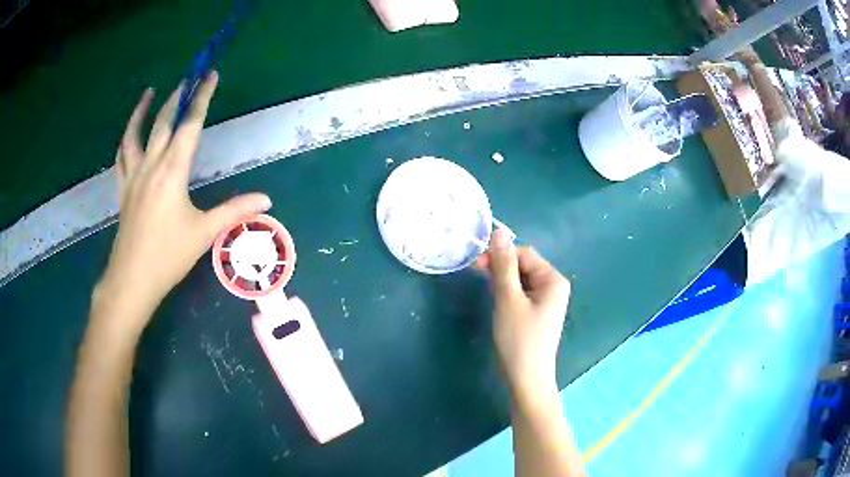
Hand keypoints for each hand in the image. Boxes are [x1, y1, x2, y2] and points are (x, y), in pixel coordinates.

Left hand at [97, 72, 270, 329]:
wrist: (133, 279)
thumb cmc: (168, 256)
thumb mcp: (204, 233)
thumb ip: (235, 210)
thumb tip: (267, 199)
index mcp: (173, 171)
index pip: (190, 125)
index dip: (202, 98)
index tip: (210, 75)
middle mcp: (151, 165)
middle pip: (163, 122)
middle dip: (178, 96)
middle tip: (189, 78)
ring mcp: (133, 176)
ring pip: (135, 134)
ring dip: (142, 111)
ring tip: (149, 93)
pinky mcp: (123, 189)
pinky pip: (122, 157)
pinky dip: (126, 139)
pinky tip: (129, 133)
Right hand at [475, 230, 571, 397]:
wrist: (526, 377)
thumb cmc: (519, 338)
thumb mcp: (508, 299)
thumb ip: (503, 264)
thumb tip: (499, 231)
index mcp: (553, 279)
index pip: (525, 253)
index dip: (500, 255)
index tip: (475, 264)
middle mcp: (554, 285)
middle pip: (524, 265)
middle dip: (501, 267)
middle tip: (477, 276)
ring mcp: (547, 300)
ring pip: (521, 278)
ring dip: (503, 280)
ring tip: (488, 292)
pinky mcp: (538, 311)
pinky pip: (522, 292)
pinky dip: (508, 292)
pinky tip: (497, 300)